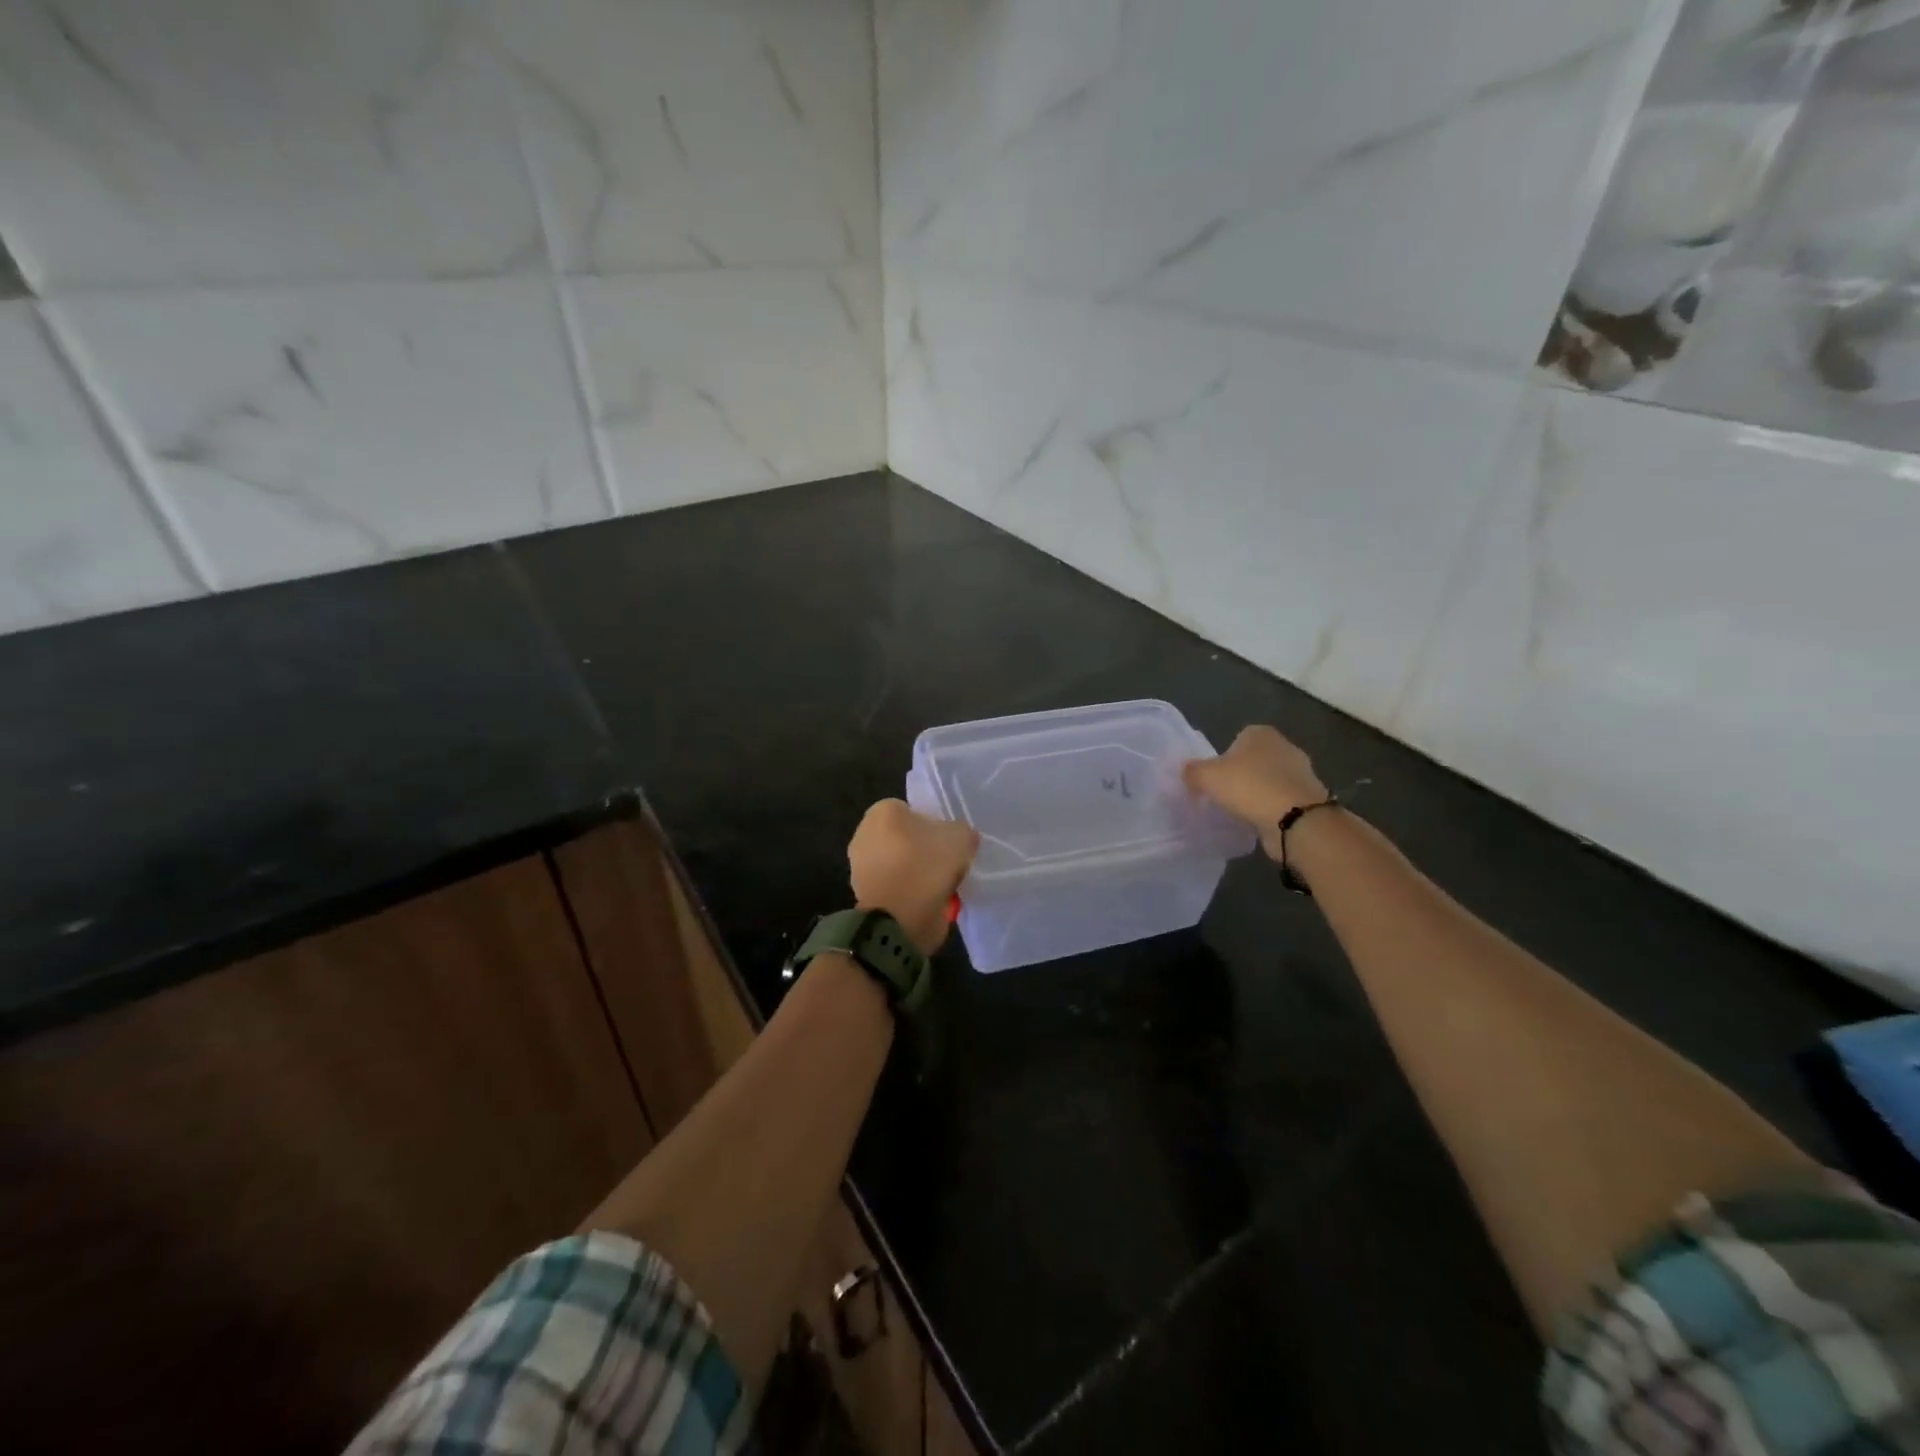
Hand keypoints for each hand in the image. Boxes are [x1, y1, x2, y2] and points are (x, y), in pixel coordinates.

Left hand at [848, 800, 980, 955]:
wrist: (899, 919)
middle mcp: (864, 834)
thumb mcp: (960, 837)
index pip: (912, 811)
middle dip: (924, 850)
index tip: (949, 843)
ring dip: (919, 875)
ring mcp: (860, 868)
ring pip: (901, 865)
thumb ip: (961, 831)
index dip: (934, 825)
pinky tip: (931, 903)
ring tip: (943, 887)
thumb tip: (960, 838)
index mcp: (882, 811)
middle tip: (948, 864)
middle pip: (905, 839)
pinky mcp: (864, 897)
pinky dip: (912, 895)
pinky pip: (897, 889)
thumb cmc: (925, 865)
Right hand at [1182, 726, 1327, 855]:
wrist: (1295, 818)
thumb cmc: (1248, 786)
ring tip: (1241, 812)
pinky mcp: (1309, 797)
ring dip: (1257, 794)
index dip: (1223, 758)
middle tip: (1224, 795)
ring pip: (1269, 781)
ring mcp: (1302, 772)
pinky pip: (1282, 800)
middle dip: (1241, 775)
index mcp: (1260, 733)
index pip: (1237, 739)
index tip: (1214, 779)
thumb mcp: (1206, 776)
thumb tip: (1188, 772)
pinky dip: (1271, 809)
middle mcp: (1284, 746)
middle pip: (1254, 760)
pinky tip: (1260, 821)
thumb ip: (1192, 771)